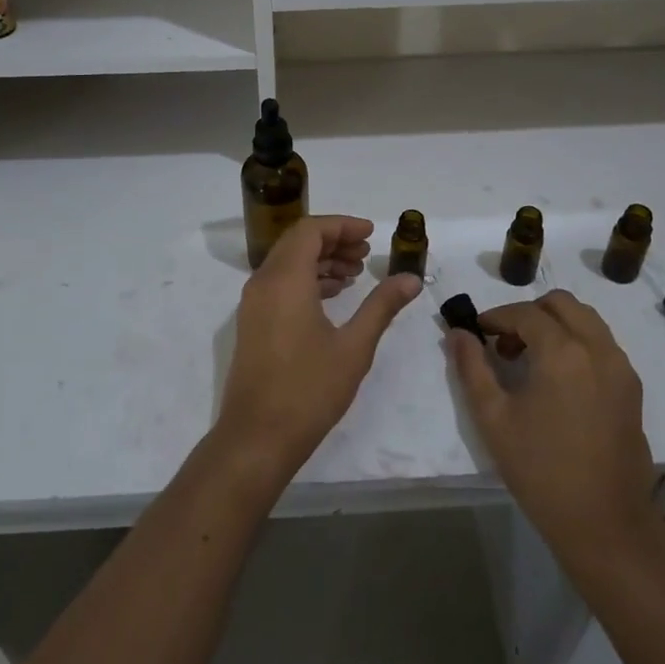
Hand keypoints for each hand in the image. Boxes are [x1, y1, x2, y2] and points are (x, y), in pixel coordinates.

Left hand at [218, 215, 421, 480]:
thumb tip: (411, 278)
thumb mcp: (354, 346)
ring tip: (356, 274)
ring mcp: (254, 303)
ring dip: (321, 260)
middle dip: (334, 241)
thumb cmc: (309, 389)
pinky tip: (333, 296)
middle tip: (367, 253)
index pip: (311, 230)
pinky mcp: (253, 322)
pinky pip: (280, 283)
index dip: (342, 225)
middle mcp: (264, 282)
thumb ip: (382, 306)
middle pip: (298, 242)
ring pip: (288, 263)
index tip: (372, 234)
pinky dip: (307, 279)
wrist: (257, 437)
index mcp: (285, 279)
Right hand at [446, 291, 661, 576]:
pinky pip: (602, 344)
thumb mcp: (493, 418)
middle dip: (529, 313)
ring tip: (531, 360)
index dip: (496, 317)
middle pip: (561, 303)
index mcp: (563, 352)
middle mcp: (597, 348)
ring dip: (555, 325)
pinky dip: (577, 342)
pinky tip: (558, 380)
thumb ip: (471, 367)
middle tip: (505, 344)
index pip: (525, 313)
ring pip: (586, 319)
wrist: (604, 523)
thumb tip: (457, 333)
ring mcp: (621, 367)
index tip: (478, 333)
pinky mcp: (632, 388)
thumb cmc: (541, 470)